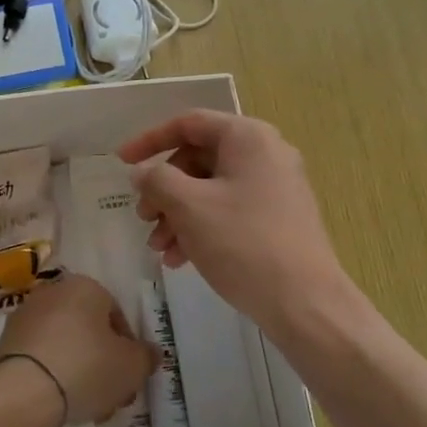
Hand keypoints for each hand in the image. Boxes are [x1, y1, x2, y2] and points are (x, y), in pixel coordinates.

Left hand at [0, 274, 157, 426]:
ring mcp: (26, 317)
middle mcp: (54, 292)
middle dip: (105, 365)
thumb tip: (149, 353)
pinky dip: (54, 376)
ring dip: (81, 374)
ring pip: (66, 346)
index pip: (117, 315)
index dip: (129, 350)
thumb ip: (146, 357)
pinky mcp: (6, 343)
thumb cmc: (85, 368)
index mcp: (86, 287)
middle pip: (90, 331)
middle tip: (113, 397)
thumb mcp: (131, 366)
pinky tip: (60, 406)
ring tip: (88, 409)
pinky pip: (41, 358)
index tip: (130, 379)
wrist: (21, 393)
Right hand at [118, 110, 350, 334]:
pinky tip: (181, 259)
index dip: (149, 140)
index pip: (188, 123)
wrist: (305, 303)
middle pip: (198, 158)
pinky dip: (201, 227)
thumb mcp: (189, 206)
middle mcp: (266, 153)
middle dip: (164, 189)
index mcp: (248, 137)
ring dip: (178, 214)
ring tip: (159, 248)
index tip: (120, 162)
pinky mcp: (279, 218)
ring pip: (211, 188)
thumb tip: (143, 172)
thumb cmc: (243, 243)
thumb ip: (157, 180)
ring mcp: (276, 187)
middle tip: (143, 218)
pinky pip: (230, 210)